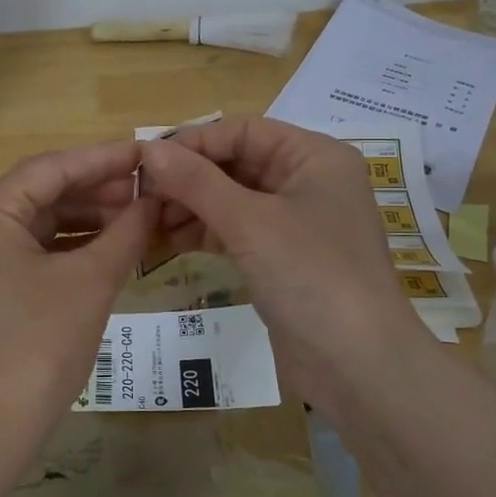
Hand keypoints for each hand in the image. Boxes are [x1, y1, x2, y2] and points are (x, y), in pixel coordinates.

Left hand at [0, 141, 157, 441]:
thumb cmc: (39, 345)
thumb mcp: (91, 282)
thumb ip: (126, 233)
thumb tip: (155, 201)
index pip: (51, 168)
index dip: (105, 159)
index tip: (150, 153)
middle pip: (44, 192)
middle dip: (99, 191)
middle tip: (151, 190)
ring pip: (42, 222)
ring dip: (90, 219)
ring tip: (140, 217)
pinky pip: (35, 250)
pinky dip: (73, 247)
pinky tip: (112, 246)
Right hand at [138, 118, 429, 421]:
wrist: (356, 365)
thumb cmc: (311, 275)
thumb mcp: (250, 222)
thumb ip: (196, 182)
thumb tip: (148, 149)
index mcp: (314, 156)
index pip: (243, 131)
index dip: (194, 142)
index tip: (146, 160)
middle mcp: (307, 181)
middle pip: (235, 164)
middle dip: (187, 178)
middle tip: (139, 195)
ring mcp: (294, 223)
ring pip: (231, 200)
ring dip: (189, 207)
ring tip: (145, 221)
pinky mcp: (281, 258)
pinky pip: (235, 232)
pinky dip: (202, 233)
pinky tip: (165, 241)